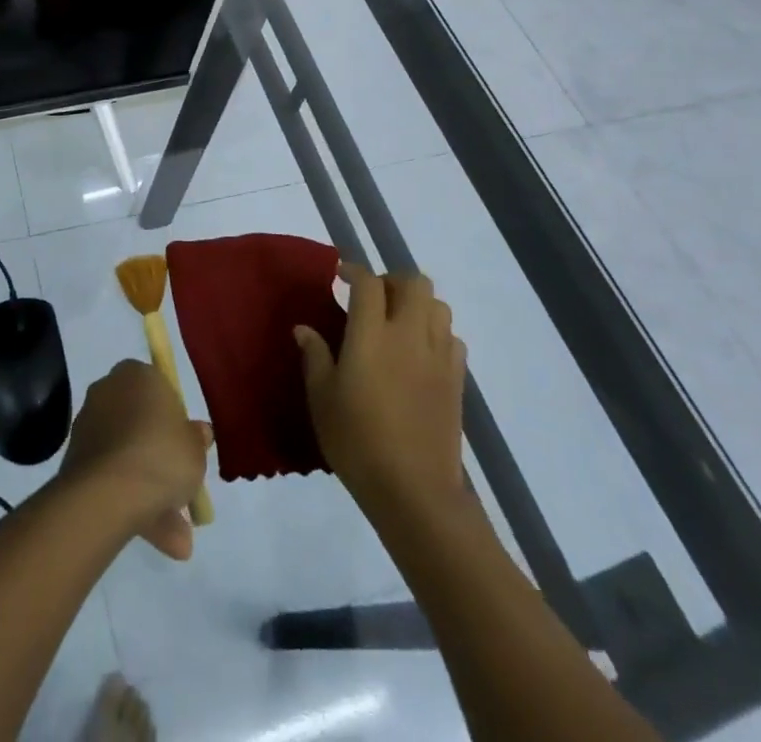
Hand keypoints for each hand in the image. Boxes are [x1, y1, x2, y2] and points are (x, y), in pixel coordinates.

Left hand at [58, 359, 211, 559]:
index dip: (174, 417)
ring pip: (127, 457)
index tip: (186, 445)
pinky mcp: (76, 460)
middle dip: (161, 460)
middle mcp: (107, 392)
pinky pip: (112, 478)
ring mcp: (89, 427)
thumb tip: (199, 432)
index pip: (158, 387)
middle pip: (140, 424)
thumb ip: (197, 439)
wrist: (107, 493)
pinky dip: (132, 504)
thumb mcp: (195, 448)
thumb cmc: (160, 455)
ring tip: (179, 540)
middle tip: (183, 489)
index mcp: (135, 374)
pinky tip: (159, 541)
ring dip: (151, 492)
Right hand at [295, 265, 467, 520]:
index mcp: (371, 335)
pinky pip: (452, 338)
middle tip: (373, 297)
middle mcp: (409, 335)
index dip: (354, 271)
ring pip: (438, 305)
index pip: (368, 283)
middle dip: (392, 280)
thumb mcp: (322, 399)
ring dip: (418, 303)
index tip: (340, 275)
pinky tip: (419, 352)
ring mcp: (438, 356)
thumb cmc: (358, 441)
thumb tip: (304, 328)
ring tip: (398, 321)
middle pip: (413, 282)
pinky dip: (436, 333)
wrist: (414, 490)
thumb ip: (315, 356)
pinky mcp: (457, 380)